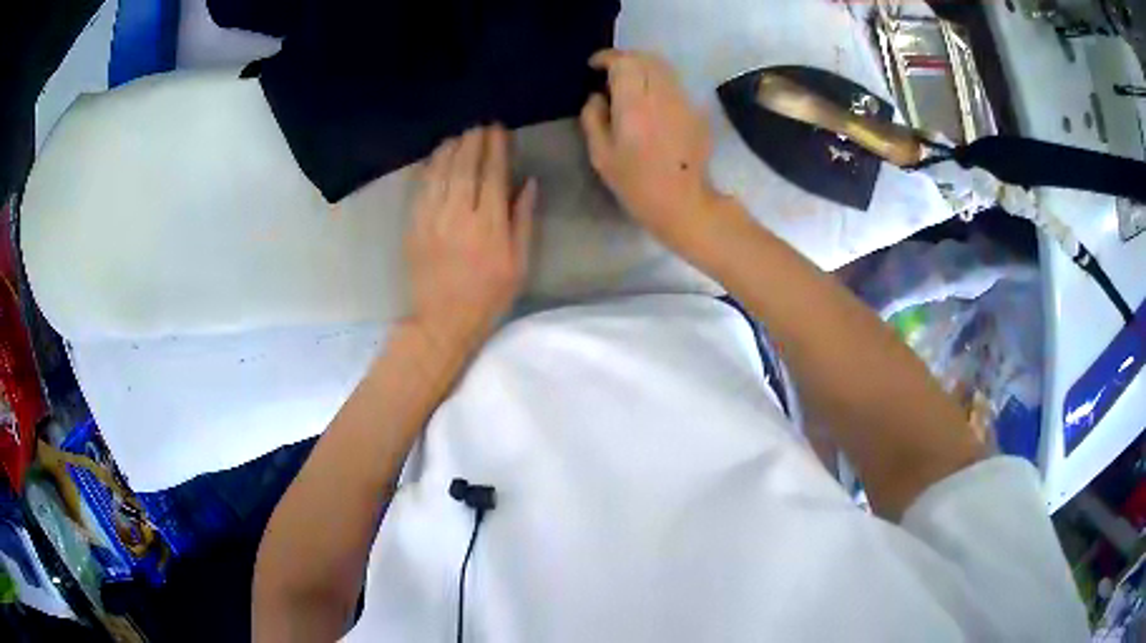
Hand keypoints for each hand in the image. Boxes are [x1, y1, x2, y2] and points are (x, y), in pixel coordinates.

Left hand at [405, 126, 536, 354]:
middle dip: (473, 142)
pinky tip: (436, 157)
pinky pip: (421, 188)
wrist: (442, 321)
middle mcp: (459, 215)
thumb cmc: (488, 296)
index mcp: (489, 226)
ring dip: (451, 150)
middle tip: (480, 126)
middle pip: (465, 167)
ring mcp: (431, 219)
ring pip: (441, 173)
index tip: (499, 130)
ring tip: (460, 136)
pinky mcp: (413, 226)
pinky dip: (430, 168)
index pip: (493, 175)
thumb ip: (522, 220)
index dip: (496, 149)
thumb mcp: (518, 264)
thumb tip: (528, 183)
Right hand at [580, 49, 718, 248]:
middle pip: (645, 58)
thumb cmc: (637, 184)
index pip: (624, 63)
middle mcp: (661, 96)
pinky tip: (650, 101)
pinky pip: (674, 85)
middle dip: (626, 59)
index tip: (595, 66)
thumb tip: (597, 96)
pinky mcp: (696, 111)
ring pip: (663, 68)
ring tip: (630, 83)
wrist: (684, 203)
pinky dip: (658, 82)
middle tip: (610, 72)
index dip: (607, 58)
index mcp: (634, 105)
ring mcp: (683, 102)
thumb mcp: (601, 156)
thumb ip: (593, 118)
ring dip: (644, 67)